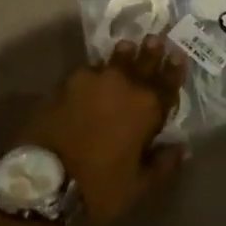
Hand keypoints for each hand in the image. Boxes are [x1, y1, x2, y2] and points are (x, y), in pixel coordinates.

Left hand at [19, 36, 188, 225]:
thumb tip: (181, 148)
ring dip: (122, 55)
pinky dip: (94, 73)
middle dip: (150, 51)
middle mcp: (122, 85)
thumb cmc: (99, 187)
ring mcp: (91, 80)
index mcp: (146, 107)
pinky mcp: (64, 85)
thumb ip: (162, 164)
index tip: (178, 55)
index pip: (167, 83)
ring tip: (126, 46)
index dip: (174, 69)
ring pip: (112, 62)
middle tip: (154, 38)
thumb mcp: (138, 186)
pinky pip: (86, 73)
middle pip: (141, 62)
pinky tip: (92, 75)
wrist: (44, 180)